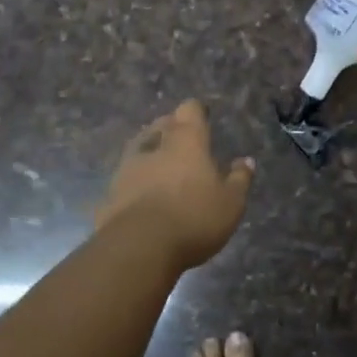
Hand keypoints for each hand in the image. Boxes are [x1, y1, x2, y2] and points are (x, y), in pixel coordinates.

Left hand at [97, 100, 253, 267]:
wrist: (137, 247)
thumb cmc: (193, 217)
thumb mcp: (230, 203)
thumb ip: (239, 179)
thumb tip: (246, 161)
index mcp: (186, 140)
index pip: (190, 109)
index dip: (197, 112)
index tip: (203, 118)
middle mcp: (155, 145)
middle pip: (162, 125)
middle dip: (172, 129)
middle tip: (185, 144)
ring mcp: (127, 168)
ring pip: (140, 148)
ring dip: (151, 154)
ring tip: (162, 168)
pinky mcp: (110, 193)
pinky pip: (126, 179)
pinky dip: (135, 182)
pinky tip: (143, 197)